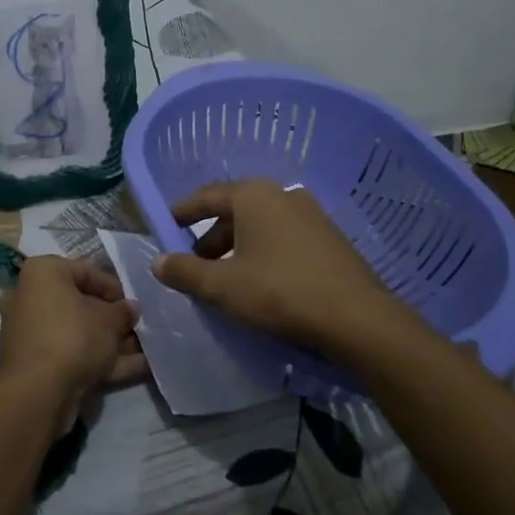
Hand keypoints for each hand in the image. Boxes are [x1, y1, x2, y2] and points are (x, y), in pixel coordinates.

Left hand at [0, 258, 145, 420]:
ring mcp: (29, 333)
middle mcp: (29, 297)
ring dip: (110, 341)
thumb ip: (123, 311)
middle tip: (138, 328)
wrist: (38, 393)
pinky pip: (71, 354)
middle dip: (112, 319)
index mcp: (42, 273)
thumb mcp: (109, 321)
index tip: (133, 302)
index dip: (114, 287)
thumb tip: (131, 308)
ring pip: (77, 332)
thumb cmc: (73, 338)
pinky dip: (99, 360)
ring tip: (145, 350)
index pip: (85, 271)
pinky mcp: (34, 363)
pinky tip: (136, 369)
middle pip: (80, 304)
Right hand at [151, 180, 407, 354]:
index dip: (183, 212)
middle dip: (211, 238)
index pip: (207, 197)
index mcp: (254, 195)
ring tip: (225, 279)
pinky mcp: (329, 239)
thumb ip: (185, 272)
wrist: (356, 318)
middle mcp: (283, 195)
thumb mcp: (222, 286)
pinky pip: (283, 239)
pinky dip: (263, 254)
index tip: (166, 226)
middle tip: (194, 265)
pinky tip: (260, 284)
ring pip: (260, 227)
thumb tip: (158, 261)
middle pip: (235, 212)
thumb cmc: (279, 292)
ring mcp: (311, 215)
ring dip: (237, 249)